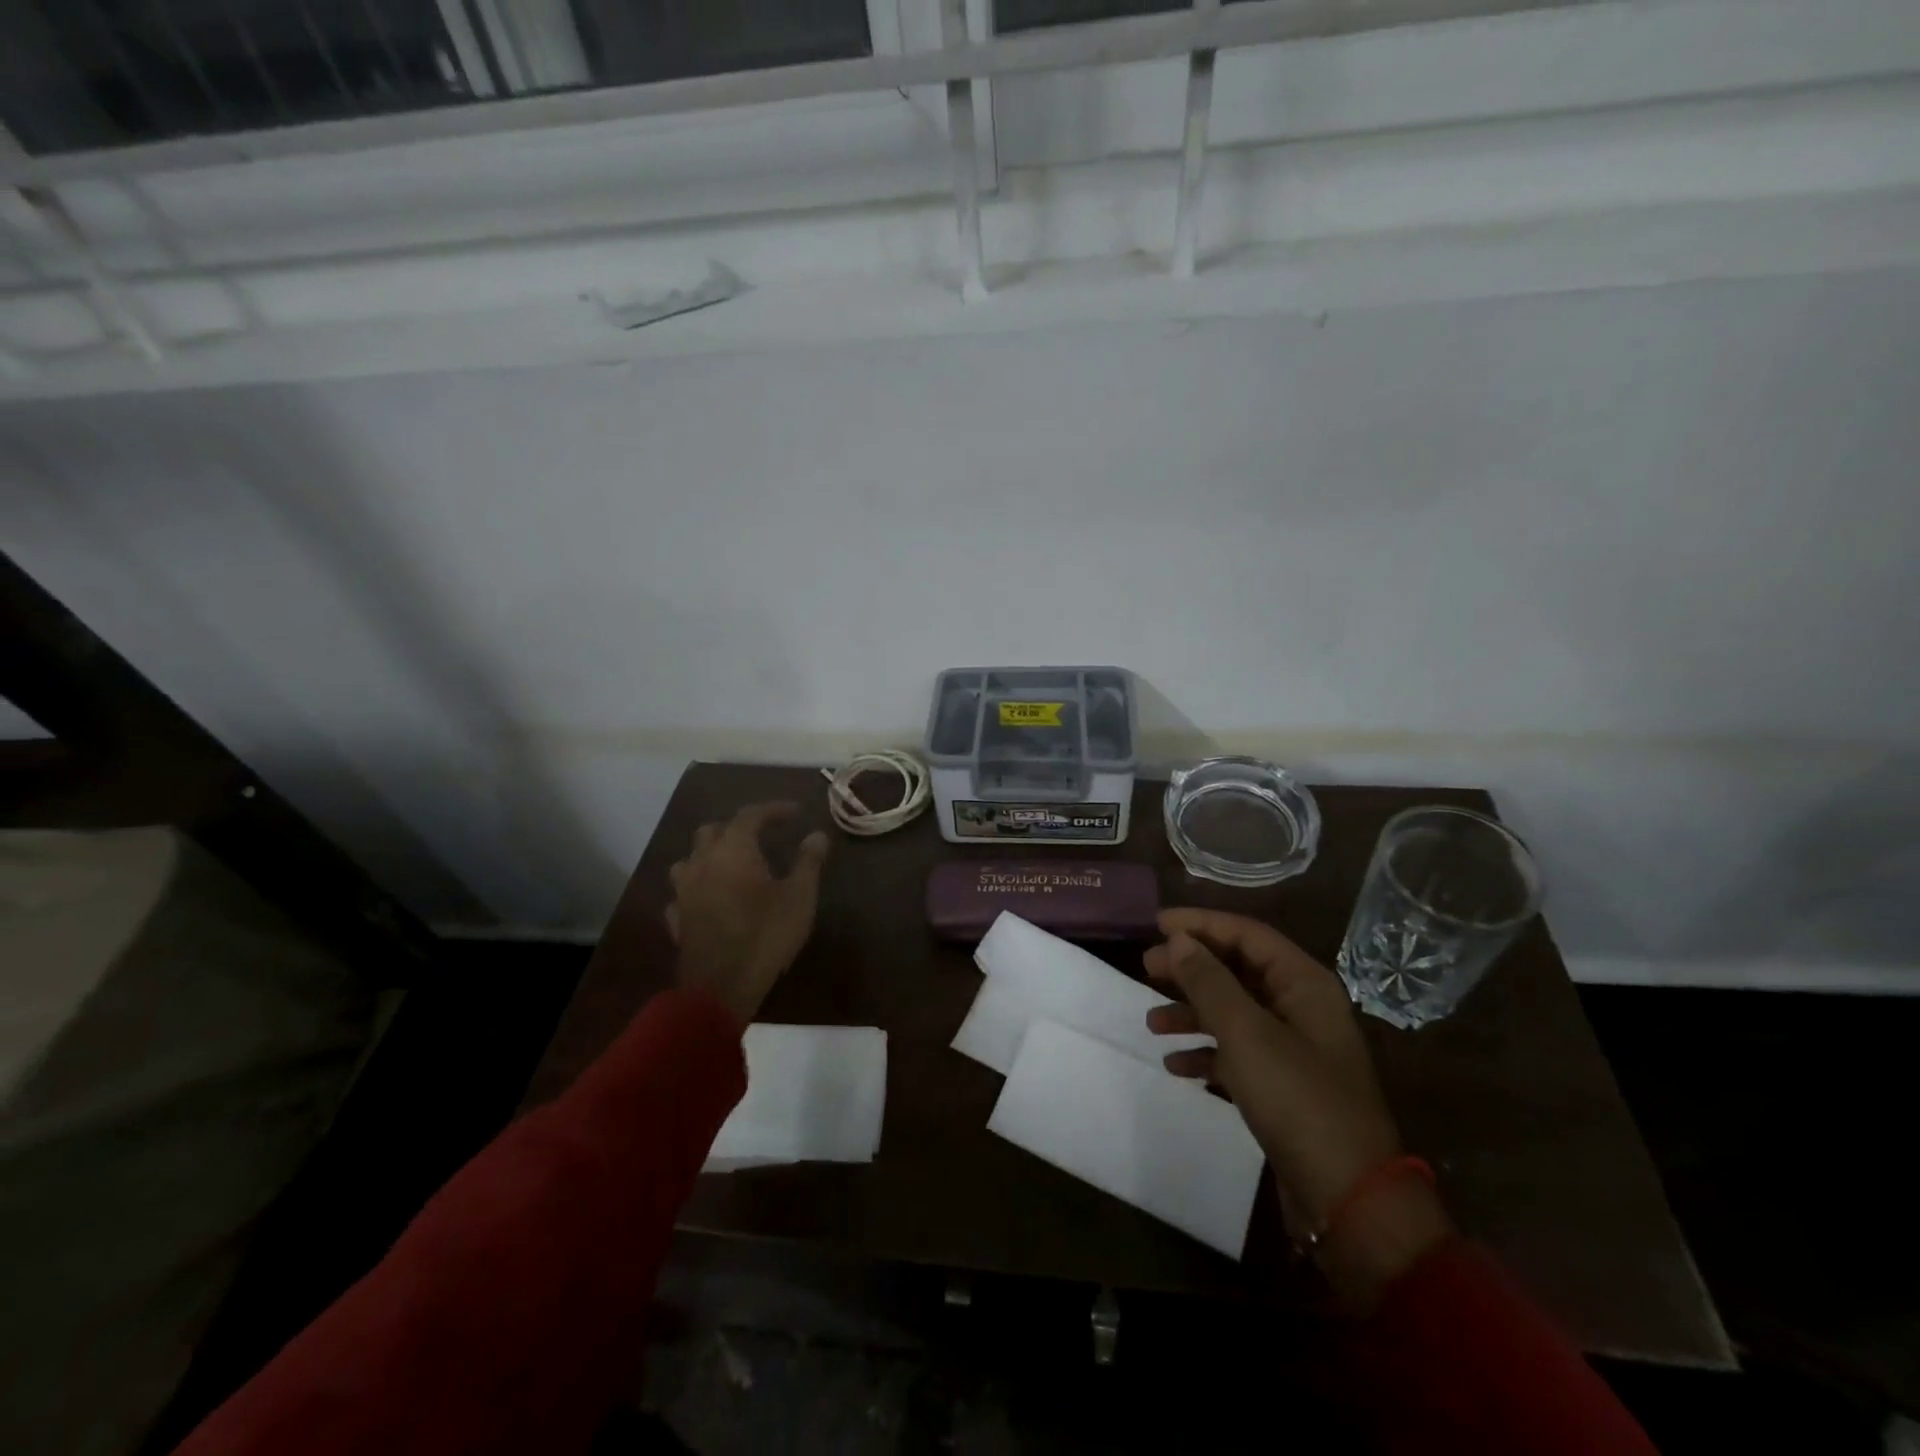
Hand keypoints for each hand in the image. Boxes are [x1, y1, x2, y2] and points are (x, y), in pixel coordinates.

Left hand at [665, 802, 829, 1024]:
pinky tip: (709, 899)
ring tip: (731, 864)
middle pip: (712, 830)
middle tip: (761, 836)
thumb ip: (808, 861)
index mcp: (733, 850)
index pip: (751, 815)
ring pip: (690, 859)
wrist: (721, 988)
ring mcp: (684, 891)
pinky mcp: (677, 919)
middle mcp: (702, 862)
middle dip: (737, 827)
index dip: (773, 809)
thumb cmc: (765, 935)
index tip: (795, 812)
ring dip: (709, 854)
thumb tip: (817, 835)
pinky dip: (697, 888)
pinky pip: (683, 893)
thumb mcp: (799, 897)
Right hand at [1144, 908, 1451, 1308]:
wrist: (1348, 1200)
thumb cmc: (1298, 1100)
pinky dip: (1207, 1052)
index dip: (1201, 924)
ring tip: (1151, 1021)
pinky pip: (1237, 1053)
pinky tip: (1175, 1064)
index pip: (1247, 934)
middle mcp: (1301, 1007)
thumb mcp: (1247, 1034)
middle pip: (1238, 970)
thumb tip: (1178, 940)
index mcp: (1303, 984)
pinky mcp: (1284, 1085)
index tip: (1155, 924)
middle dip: (1191, 968)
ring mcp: (1294, 1048)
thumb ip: (1209, 982)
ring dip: (1192, 1011)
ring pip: (1234, 1012)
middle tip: (1145, 969)